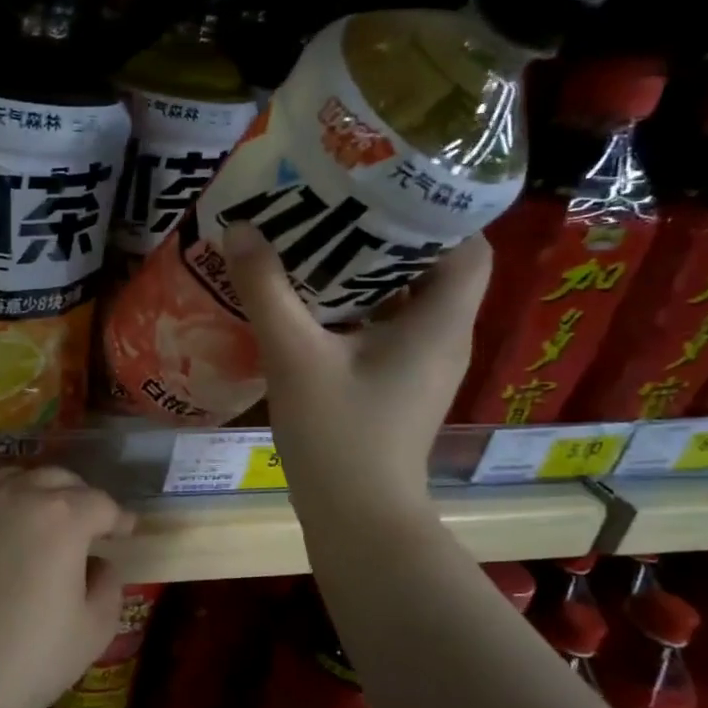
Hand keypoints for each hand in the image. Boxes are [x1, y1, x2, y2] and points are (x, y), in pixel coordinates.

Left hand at [0, 466, 136, 707]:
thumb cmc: (29, 656)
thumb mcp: (93, 629)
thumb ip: (107, 586)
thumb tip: (98, 565)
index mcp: (63, 517)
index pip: (101, 503)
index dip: (118, 518)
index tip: (124, 532)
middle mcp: (18, 496)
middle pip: (57, 479)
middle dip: (79, 496)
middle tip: (86, 524)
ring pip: (14, 479)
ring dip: (36, 492)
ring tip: (40, 519)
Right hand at [224, 222, 490, 519]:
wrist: (356, 519)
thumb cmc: (338, 434)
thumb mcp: (295, 356)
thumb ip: (268, 290)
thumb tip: (240, 228)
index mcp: (439, 321)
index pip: (467, 244)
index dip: (432, 212)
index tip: (378, 189)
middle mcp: (443, 338)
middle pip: (430, 268)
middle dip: (382, 236)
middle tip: (329, 209)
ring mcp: (421, 367)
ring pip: (403, 301)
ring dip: (363, 275)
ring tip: (311, 247)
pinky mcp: (398, 388)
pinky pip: (384, 332)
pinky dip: (353, 312)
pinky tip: (306, 307)